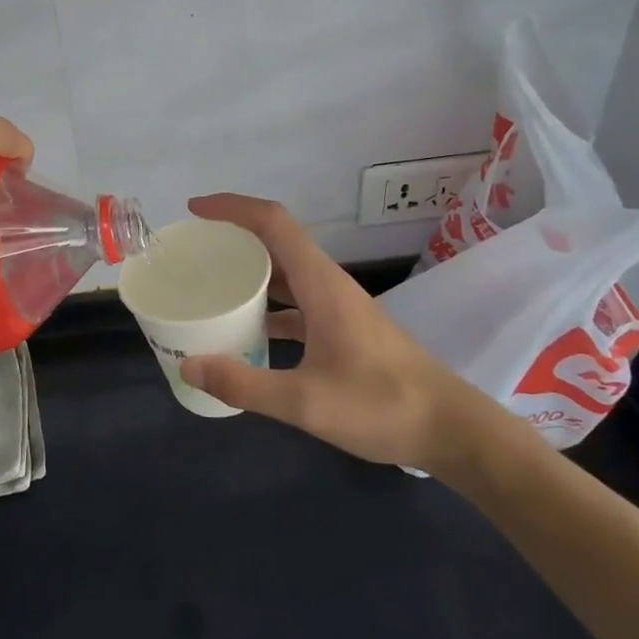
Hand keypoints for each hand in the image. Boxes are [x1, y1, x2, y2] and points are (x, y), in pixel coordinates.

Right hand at [180, 194, 487, 471]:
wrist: (451, 430)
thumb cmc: (382, 406)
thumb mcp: (306, 402)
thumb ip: (245, 384)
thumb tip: (188, 366)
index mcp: (321, 284)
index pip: (273, 222)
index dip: (232, 208)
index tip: (195, 210)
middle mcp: (328, 285)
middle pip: (276, 241)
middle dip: (234, 237)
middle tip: (193, 251)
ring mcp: (339, 307)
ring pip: (287, 273)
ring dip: (251, 272)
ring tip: (211, 285)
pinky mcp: (344, 329)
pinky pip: (297, 303)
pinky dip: (268, 307)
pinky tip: (248, 333)